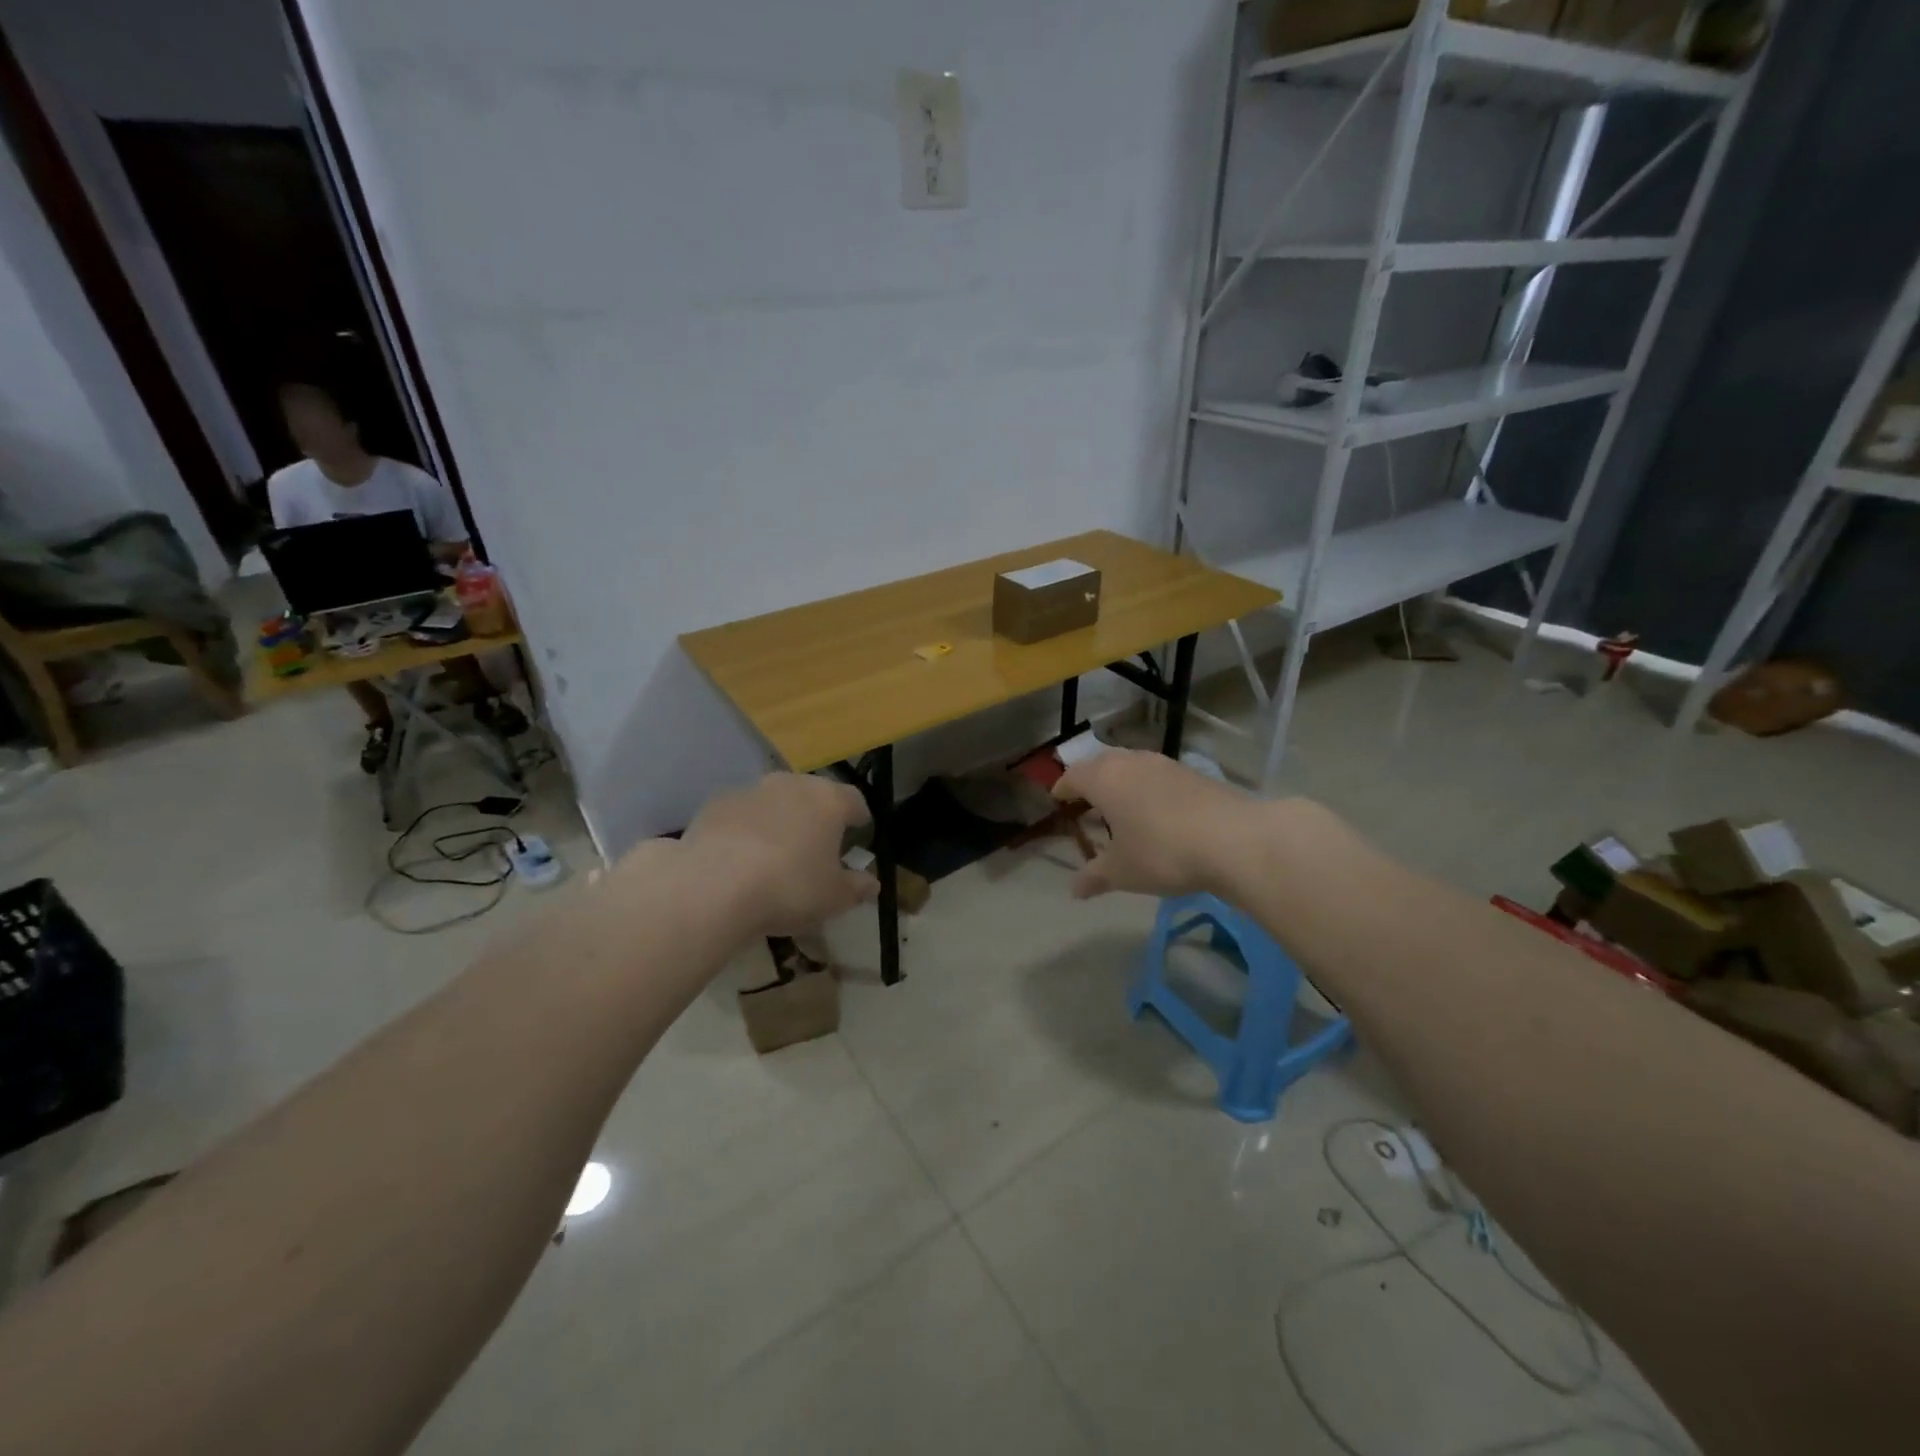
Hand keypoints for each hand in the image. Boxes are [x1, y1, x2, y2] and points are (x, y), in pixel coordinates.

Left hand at [680, 773, 879, 934]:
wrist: (713, 887)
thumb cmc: (788, 888)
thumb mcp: (833, 898)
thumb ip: (856, 888)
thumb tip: (872, 884)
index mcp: (829, 800)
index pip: (854, 799)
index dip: (858, 816)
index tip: (859, 831)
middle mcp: (792, 784)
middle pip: (812, 794)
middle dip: (817, 816)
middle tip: (816, 845)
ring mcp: (750, 790)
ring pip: (774, 801)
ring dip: (779, 819)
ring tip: (775, 853)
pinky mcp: (715, 804)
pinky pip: (741, 814)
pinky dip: (745, 828)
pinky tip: (739, 857)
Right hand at [1053, 749, 1270, 900]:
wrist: (1234, 840)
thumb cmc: (1162, 852)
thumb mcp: (1123, 871)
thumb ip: (1095, 876)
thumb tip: (1075, 890)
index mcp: (1104, 779)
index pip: (1074, 775)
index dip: (1063, 787)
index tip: (1058, 798)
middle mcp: (1131, 762)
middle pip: (1102, 763)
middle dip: (1091, 780)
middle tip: (1086, 801)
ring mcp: (1165, 765)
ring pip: (1132, 766)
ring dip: (1121, 782)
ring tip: (1120, 806)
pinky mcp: (1193, 774)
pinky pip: (1157, 775)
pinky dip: (1147, 788)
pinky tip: (1155, 812)